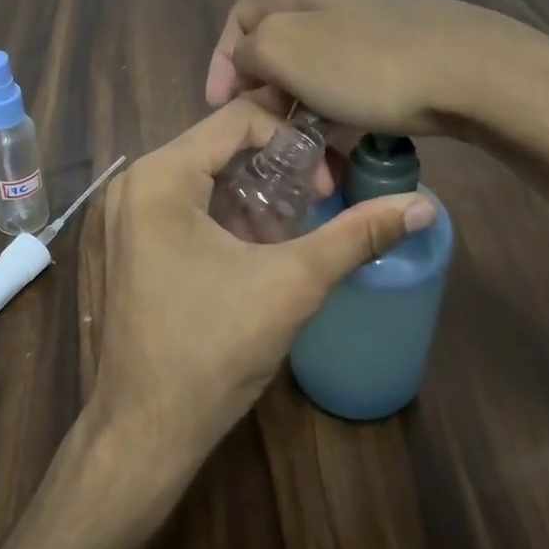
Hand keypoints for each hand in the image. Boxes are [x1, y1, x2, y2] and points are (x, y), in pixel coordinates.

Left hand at [92, 97, 433, 462]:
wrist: (146, 430)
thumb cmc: (213, 350)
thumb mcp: (292, 285)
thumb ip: (358, 236)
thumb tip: (424, 205)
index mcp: (159, 177)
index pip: (237, 118)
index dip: (292, 138)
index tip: (327, 182)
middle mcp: (133, 184)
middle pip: (218, 145)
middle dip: (275, 165)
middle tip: (320, 197)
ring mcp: (123, 216)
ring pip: (202, 176)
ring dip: (253, 191)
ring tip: (296, 222)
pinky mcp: (127, 245)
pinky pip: (184, 206)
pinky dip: (224, 213)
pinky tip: (259, 245)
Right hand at [204, 0, 548, 152]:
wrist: (474, 73)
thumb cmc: (366, 64)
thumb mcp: (284, 50)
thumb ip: (249, 51)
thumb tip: (249, 62)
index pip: (238, 19)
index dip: (220, 63)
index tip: (220, 108)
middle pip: (278, 47)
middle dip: (265, 94)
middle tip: (263, 136)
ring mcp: (373, 23)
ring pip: (317, 71)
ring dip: (302, 112)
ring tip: (306, 151)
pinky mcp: (405, 52)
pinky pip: (353, 84)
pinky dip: (340, 113)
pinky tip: (348, 142)